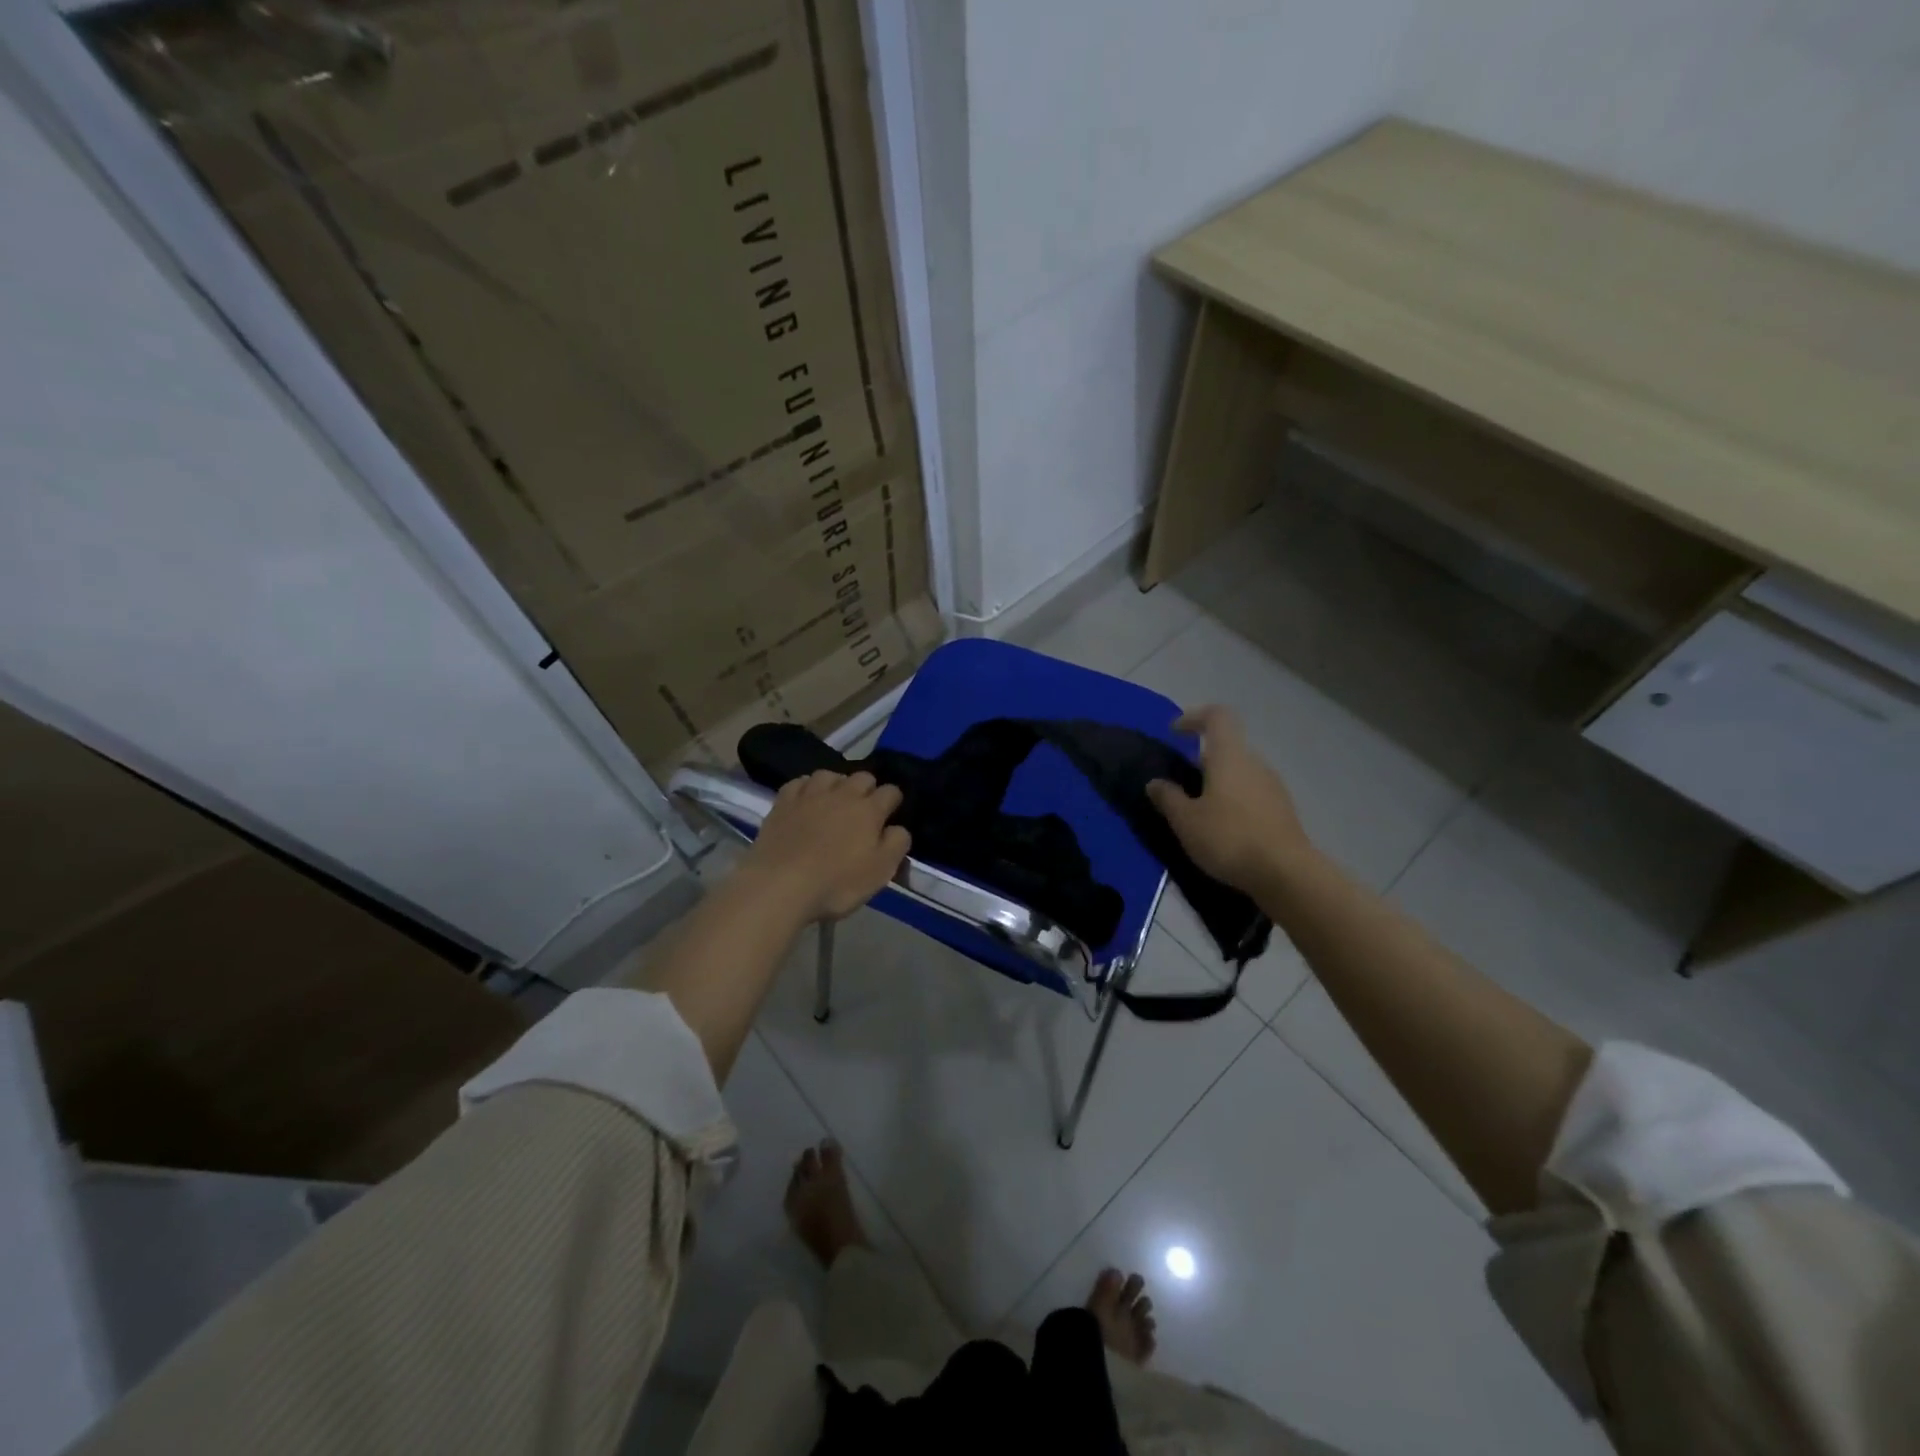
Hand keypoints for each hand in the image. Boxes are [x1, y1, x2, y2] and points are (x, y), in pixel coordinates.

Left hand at [740, 770, 911, 922]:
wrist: (780, 885)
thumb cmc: (837, 882)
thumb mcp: (881, 871)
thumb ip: (897, 844)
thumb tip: (898, 828)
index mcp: (869, 809)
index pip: (891, 792)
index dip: (894, 802)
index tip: (891, 815)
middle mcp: (842, 793)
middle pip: (862, 777)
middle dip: (868, 788)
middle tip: (864, 810)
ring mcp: (810, 795)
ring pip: (830, 774)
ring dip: (837, 783)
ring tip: (834, 800)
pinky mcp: (783, 802)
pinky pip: (799, 782)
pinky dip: (807, 787)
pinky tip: (806, 799)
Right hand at [1147, 706, 1316, 892]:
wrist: (1286, 874)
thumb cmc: (1229, 838)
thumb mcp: (1186, 821)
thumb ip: (1168, 798)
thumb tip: (1155, 782)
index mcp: (1230, 756)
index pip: (1217, 717)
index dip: (1194, 718)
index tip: (1175, 733)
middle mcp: (1255, 763)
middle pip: (1227, 748)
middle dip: (1202, 761)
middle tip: (1181, 786)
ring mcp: (1274, 787)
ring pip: (1240, 774)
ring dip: (1219, 784)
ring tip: (1200, 813)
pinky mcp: (1283, 811)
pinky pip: (1252, 795)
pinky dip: (1234, 803)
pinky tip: (1224, 831)